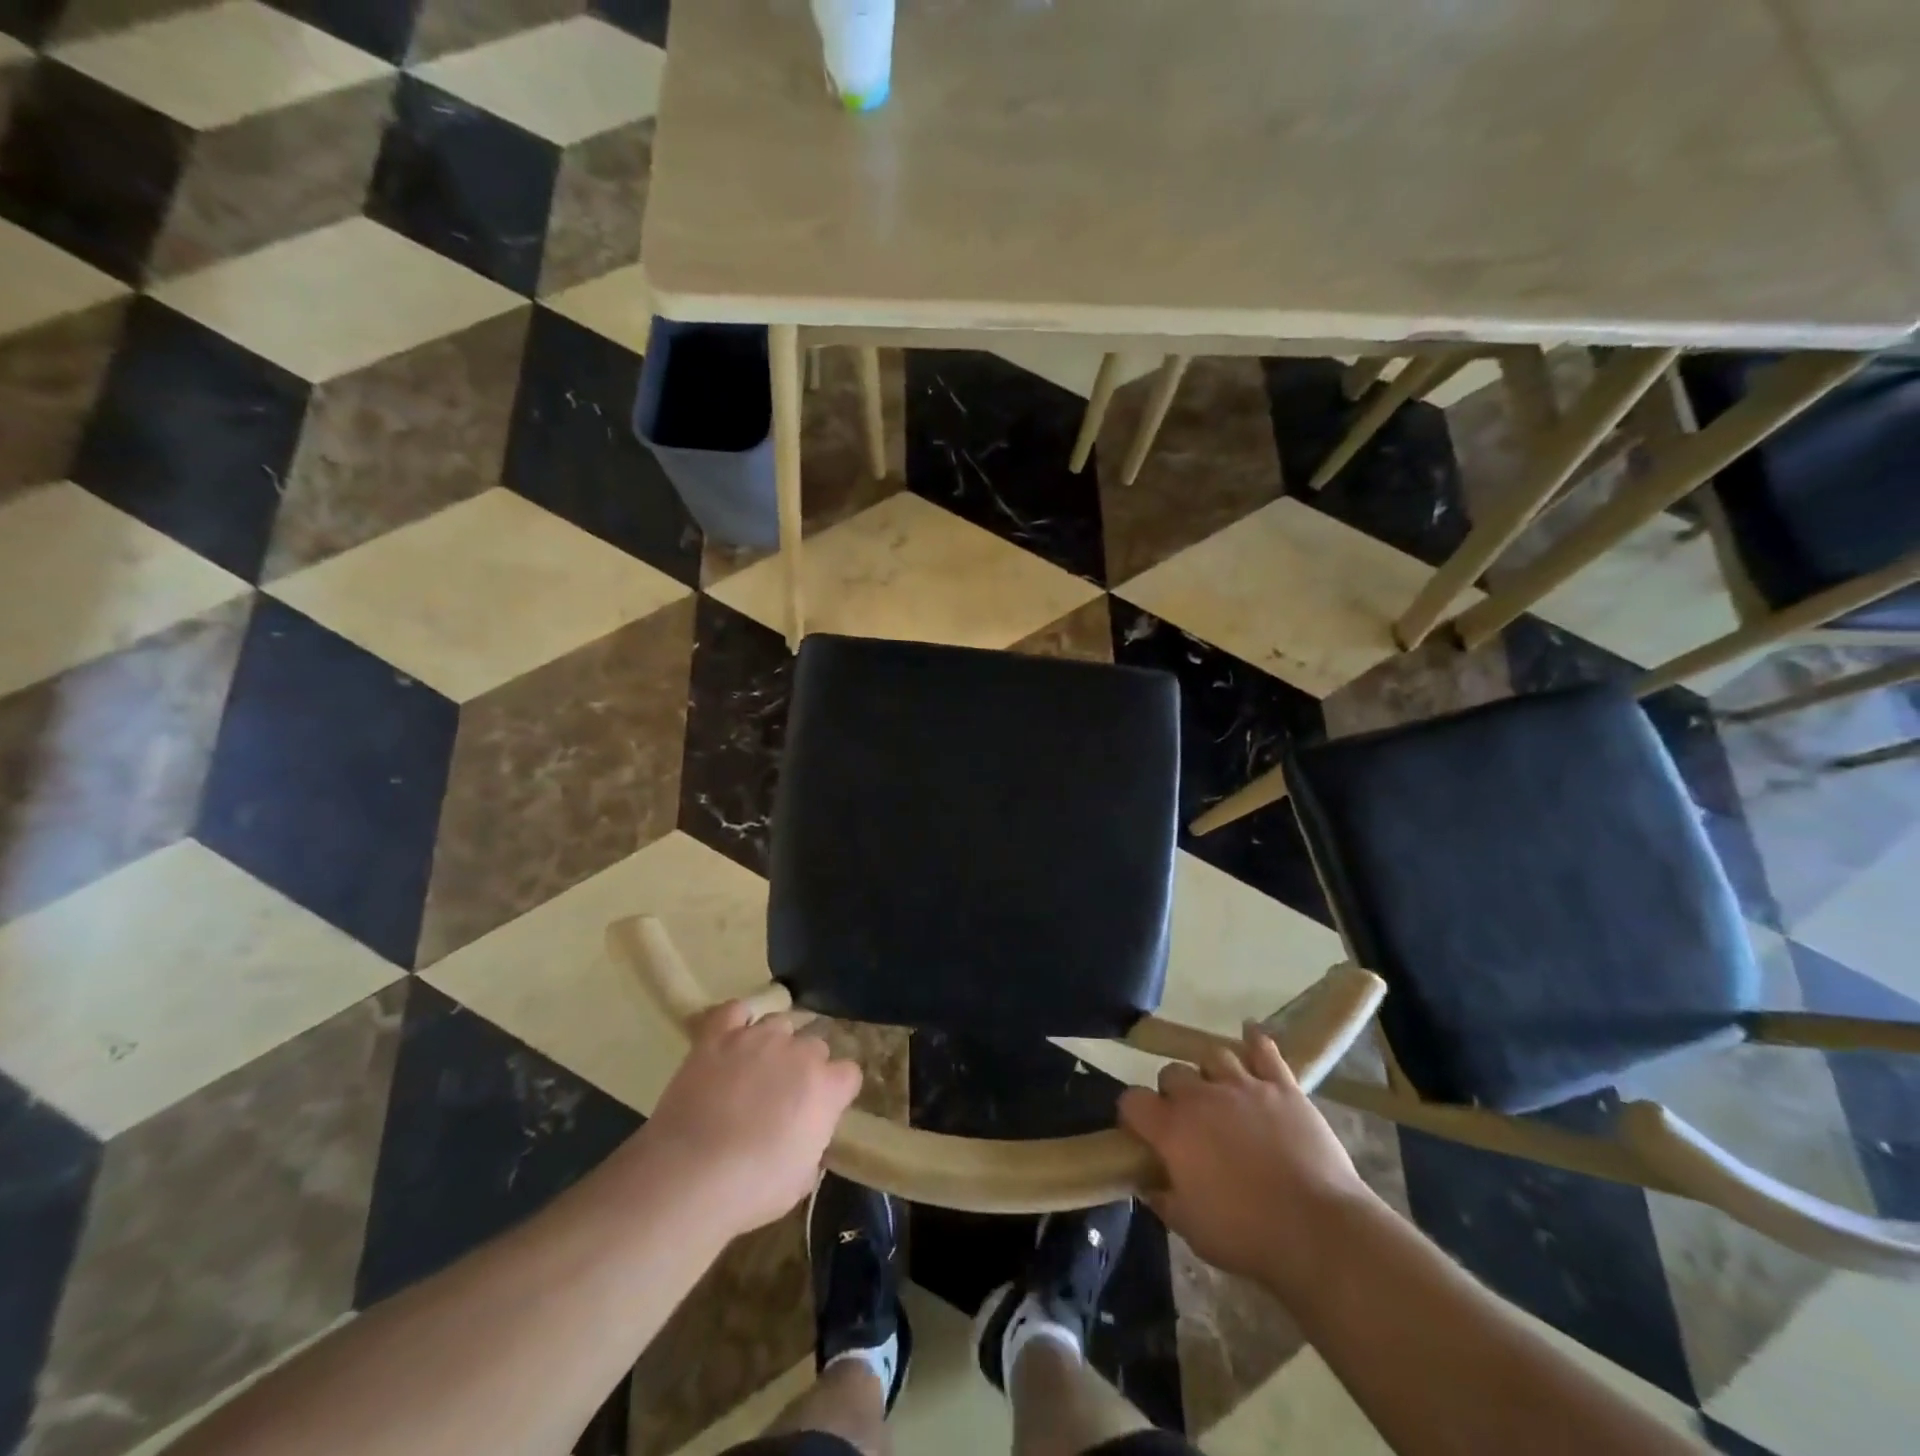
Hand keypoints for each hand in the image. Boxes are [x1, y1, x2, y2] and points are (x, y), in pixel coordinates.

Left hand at [642, 1003, 861, 1236]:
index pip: (848, 1074)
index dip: (836, 1092)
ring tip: (755, 1069)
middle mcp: (799, 1051)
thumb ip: (812, 1145)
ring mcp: (758, 1037)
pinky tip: (732, 1036)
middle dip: (804, 1066)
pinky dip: (736, 1021)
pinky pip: (734, 1011)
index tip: (822, 1111)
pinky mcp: (718, 1035)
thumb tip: (805, 1136)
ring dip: (773, 1045)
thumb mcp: (800, 1179)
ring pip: (779, 1024)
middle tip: (783, 1096)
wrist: (689, 1175)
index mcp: (826, 1086)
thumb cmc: (752, 1188)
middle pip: (814, 1045)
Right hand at [1118, 1029, 1372, 1295]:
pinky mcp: (1282, 1086)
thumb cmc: (1247, 1235)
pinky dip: (1255, 1040)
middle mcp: (1201, 1096)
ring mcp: (1243, 1086)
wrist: (1317, 1230)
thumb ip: (1162, 1199)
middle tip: (1188, 1121)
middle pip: (1172, 1072)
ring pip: (1213, 1055)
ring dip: (1210, 1072)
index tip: (1142, 1133)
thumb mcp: (1191, 1229)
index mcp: (1172, 1129)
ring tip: (1219, 1091)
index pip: (1133, 1101)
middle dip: (1173, 1093)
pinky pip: (1264, 1049)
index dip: (1133, 1115)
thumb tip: (1147, 1183)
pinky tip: (1250, 1034)